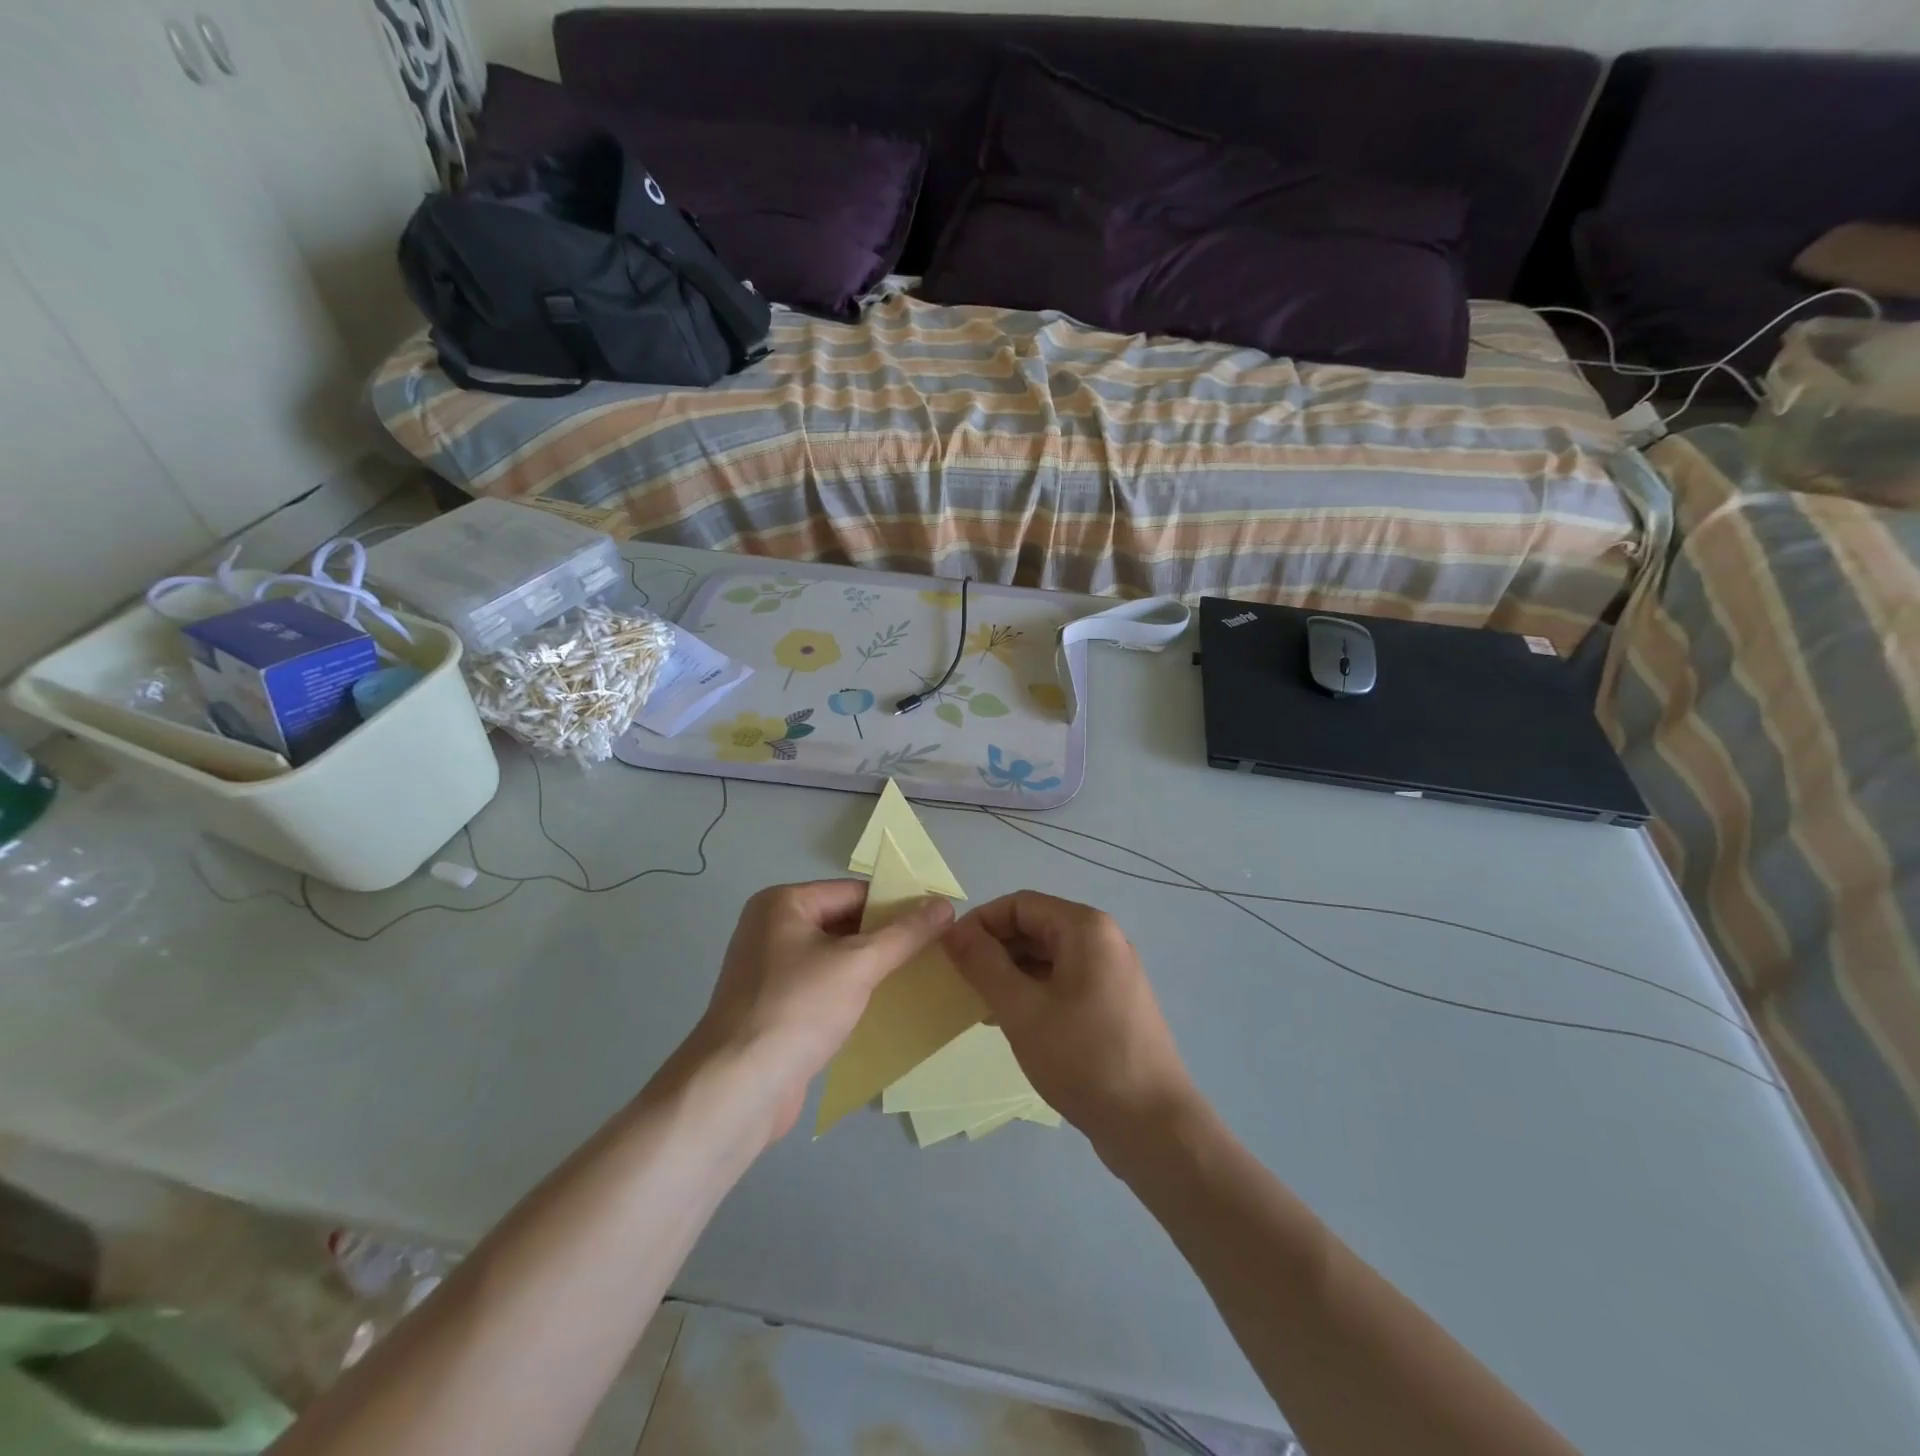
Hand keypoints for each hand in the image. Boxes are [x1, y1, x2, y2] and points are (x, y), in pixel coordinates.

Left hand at [691, 880, 953, 1142]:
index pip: (854, 893)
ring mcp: (770, 970)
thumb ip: (904, 933)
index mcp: (783, 903)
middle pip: (845, 923)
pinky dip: (853, 993)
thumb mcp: (859, 964)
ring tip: (921, 976)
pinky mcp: (775, 1008)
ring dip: (873, 968)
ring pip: (836, 958)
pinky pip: (824, 987)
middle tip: (936, 950)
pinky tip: (886, 1007)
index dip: (898, 905)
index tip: (939, 922)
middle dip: (887, 938)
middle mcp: (772, 928)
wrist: (738, 1089)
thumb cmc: (798, 1009)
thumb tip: (945, 904)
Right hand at [943, 892, 1195, 1144]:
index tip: (949, 953)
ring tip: (981, 1005)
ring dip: (1012, 972)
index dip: (980, 923)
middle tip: (962, 982)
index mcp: (1085, 928)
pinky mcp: (1114, 1002)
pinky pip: (1065, 980)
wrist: (1153, 1126)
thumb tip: (952, 930)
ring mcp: (1112, 972)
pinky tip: (1012, 1021)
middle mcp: (1103, 939)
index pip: (1020, 904)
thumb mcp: (1022, 1009)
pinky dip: (1035, 990)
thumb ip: (983, 963)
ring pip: (1049, 956)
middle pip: (1036, 926)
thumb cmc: (1083, 1058)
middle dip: (995, 949)